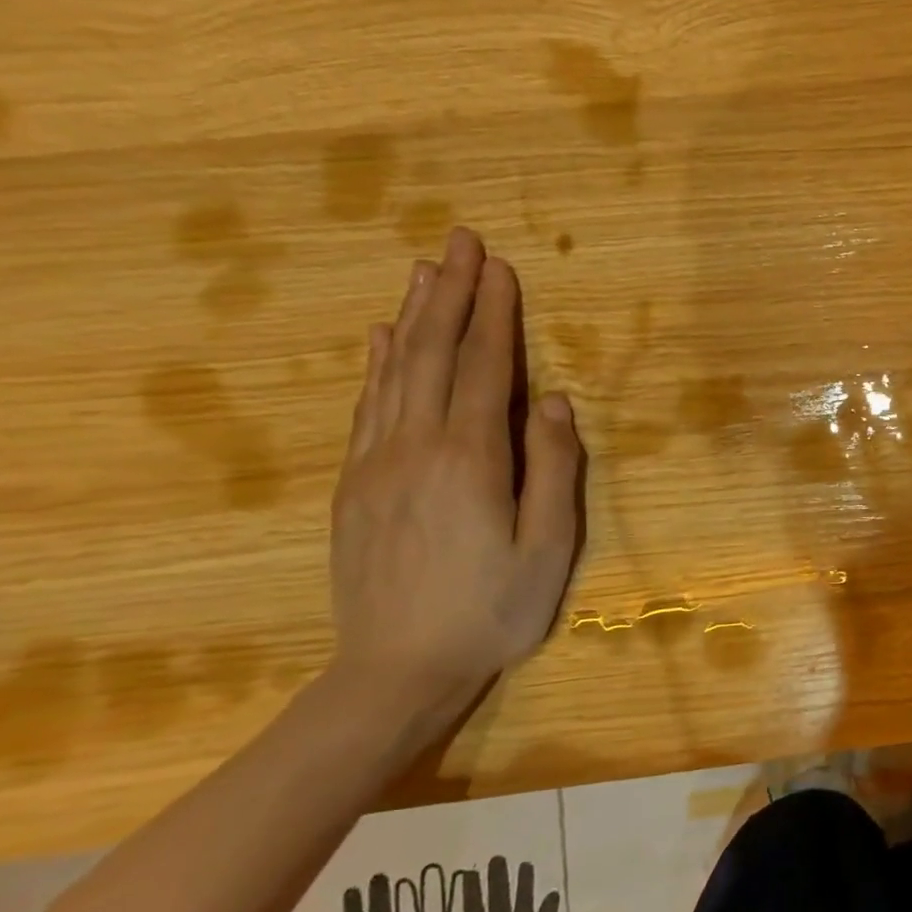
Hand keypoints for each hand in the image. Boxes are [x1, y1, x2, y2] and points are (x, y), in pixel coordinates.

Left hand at [329, 228, 582, 730]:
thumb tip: (556, 401)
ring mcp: (377, 464)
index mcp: (472, 460)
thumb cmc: (493, 610)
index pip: (487, 368)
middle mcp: (417, 447)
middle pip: (435, 354)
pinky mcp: (355, 485)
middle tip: (461, 241)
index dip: (495, 314)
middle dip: (451, 293)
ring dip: (414, 315)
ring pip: (396, 372)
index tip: (500, 267)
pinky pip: (368, 407)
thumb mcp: (549, 548)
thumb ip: (554, 469)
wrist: (397, 670)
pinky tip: (384, 339)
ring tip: (424, 270)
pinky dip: (379, 364)